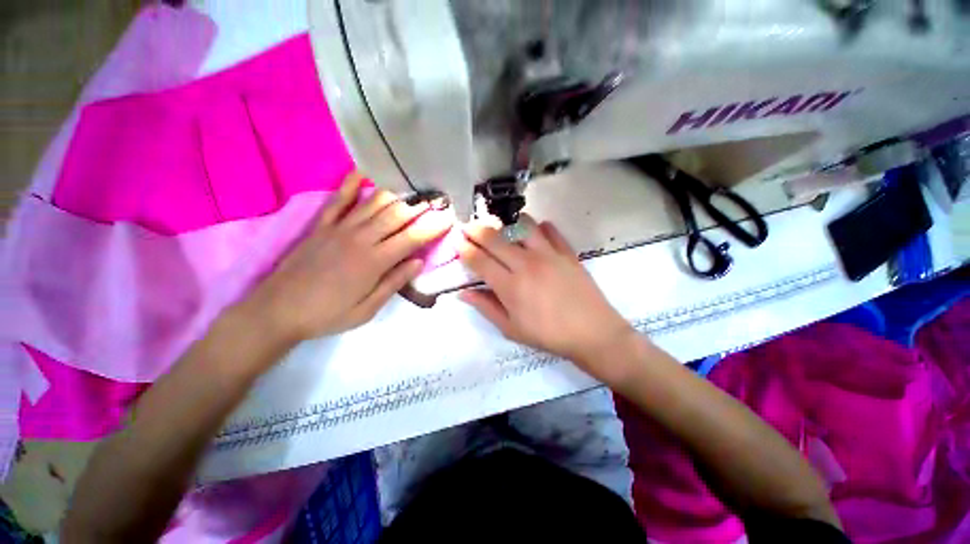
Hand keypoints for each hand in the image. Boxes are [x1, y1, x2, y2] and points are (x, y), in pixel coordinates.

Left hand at [243, 172, 451, 342]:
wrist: (278, 310)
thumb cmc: (328, 314)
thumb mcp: (367, 309)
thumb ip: (394, 283)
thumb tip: (419, 262)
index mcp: (374, 262)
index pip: (412, 238)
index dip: (433, 227)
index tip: (450, 217)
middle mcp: (360, 238)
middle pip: (397, 214)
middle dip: (422, 205)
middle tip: (439, 196)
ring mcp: (339, 228)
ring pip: (374, 202)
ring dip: (398, 193)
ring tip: (416, 186)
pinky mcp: (322, 224)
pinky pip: (339, 198)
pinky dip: (352, 183)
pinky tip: (365, 170)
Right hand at [457, 216, 637, 381]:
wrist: (592, 332)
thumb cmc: (548, 335)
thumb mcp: (511, 328)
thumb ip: (486, 307)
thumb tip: (463, 293)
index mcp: (510, 286)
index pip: (480, 260)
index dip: (465, 249)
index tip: (458, 243)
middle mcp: (526, 264)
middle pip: (495, 238)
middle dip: (476, 230)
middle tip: (468, 227)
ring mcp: (548, 255)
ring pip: (522, 226)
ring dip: (507, 224)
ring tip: (502, 228)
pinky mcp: (566, 252)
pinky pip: (550, 230)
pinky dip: (539, 227)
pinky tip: (534, 233)